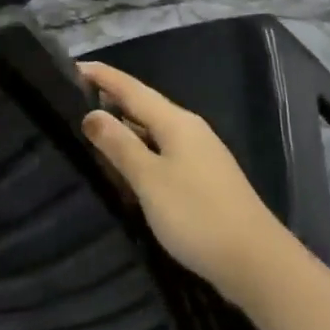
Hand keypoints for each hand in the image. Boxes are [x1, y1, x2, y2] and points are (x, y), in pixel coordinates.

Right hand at [79, 62, 296, 307]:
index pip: (130, 88)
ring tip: (92, 129)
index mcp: (176, 121)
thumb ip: (119, 145)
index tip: (71, 66)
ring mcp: (201, 154)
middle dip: (111, 99)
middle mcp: (189, 129)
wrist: (258, 264)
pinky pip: (163, 151)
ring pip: (154, 130)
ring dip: (125, 127)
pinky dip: (140, 150)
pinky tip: (127, 166)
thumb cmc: (197, 216)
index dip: (102, 76)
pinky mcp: (205, 179)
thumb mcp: (150, 180)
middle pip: (143, 105)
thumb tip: (91, 113)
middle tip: (73, 98)